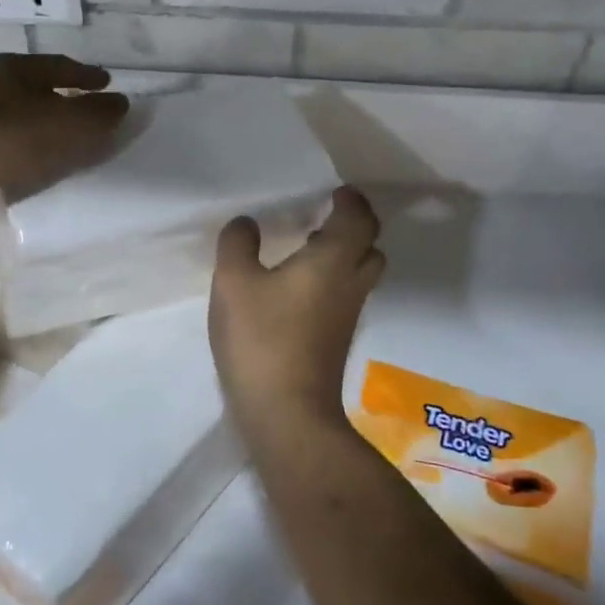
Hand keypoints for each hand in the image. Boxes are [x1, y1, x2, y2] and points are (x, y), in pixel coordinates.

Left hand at [0, 54, 129, 200]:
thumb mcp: (58, 128)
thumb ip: (93, 115)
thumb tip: (121, 102)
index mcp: (14, 67)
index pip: (59, 64)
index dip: (86, 75)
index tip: (106, 83)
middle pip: (30, 79)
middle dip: (57, 90)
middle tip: (78, 103)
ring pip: (5, 101)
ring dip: (29, 111)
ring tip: (45, 129)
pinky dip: (7, 130)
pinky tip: (7, 148)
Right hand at [209, 187, 386, 439]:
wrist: (287, 413)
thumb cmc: (262, 339)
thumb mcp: (234, 283)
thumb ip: (238, 245)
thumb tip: (247, 223)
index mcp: (333, 261)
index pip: (358, 219)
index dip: (351, 201)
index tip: (336, 191)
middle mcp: (351, 283)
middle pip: (370, 246)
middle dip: (354, 227)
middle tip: (326, 218)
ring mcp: (348, 315)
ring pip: (361, 273)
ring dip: (345, 255)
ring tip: (309, 248)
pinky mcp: (338, 339)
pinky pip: (347, 294)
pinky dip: (334, 279)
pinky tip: (299, 288)